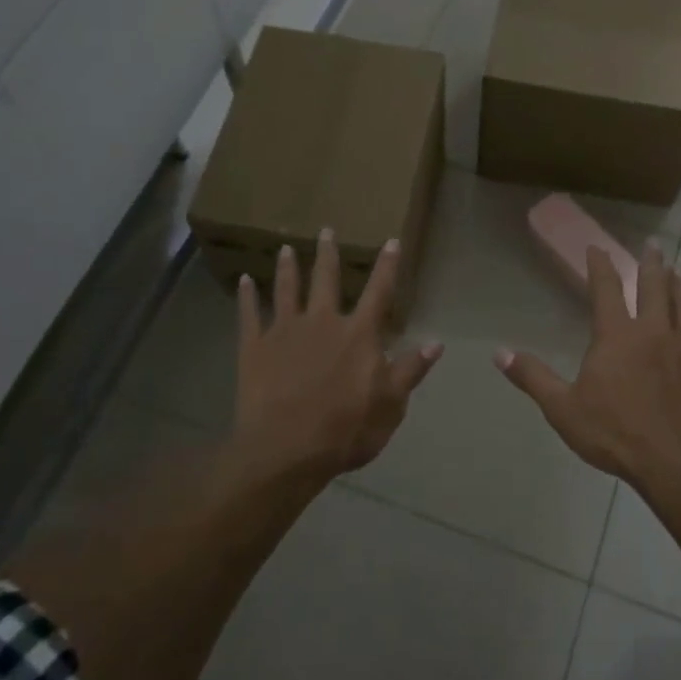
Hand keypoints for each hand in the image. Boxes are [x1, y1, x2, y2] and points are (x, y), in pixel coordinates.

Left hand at [232, 230, 442, 480]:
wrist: (286, 449)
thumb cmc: (346, 430)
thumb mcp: (391, 405)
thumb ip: (410, 370)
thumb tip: (436, 343)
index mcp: (359, 334)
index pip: (379, 292)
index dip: (387, 266)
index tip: (390, 241)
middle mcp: (323, 322)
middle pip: (326, 280)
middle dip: (329, 254)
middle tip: (326, 230)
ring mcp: (285, 331)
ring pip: (287, 290)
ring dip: (288, 268)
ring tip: (286, 248)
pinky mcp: (254, 347)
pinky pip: (249, 315)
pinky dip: (247, 297)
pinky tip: (244, 280)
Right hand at [496, 245, 680, 487]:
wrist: (675, 463)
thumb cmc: (613, 432)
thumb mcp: (562, 407)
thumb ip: (532, 377)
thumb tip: (499, 353)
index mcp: (617, 335)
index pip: (607, 289)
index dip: (600, 266)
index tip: (597, 248)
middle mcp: (654, 333)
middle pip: (654, 289)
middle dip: (652, 264)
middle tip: (653, 245)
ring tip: (680, 275)